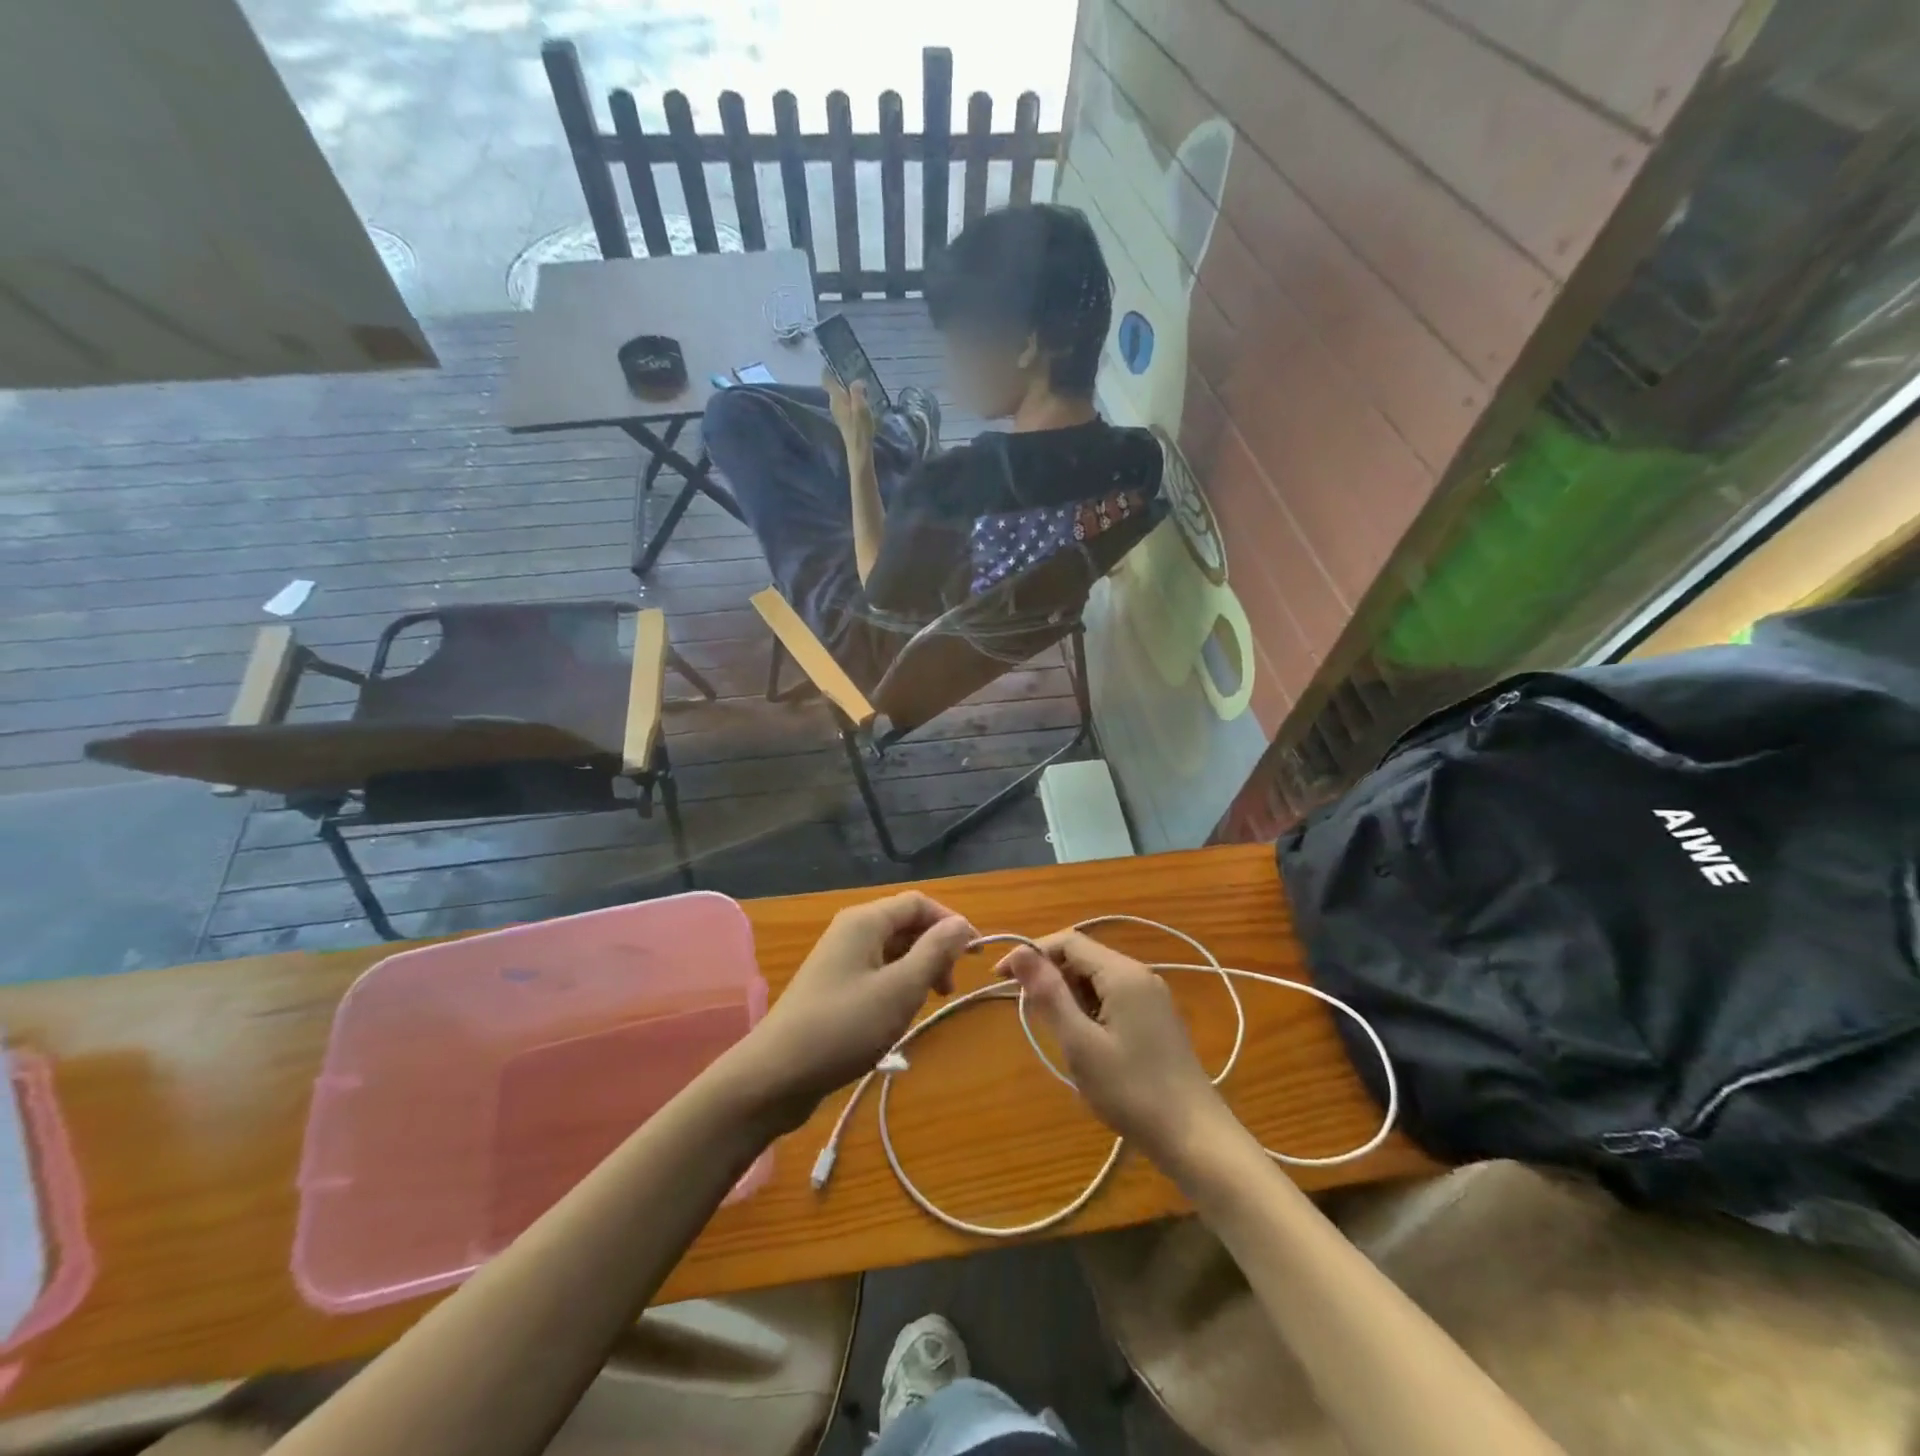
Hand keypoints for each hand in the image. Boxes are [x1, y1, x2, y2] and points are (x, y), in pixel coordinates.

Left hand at [731, 892, 974, 1128]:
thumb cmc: (843, 1027)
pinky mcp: (833, 987)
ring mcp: (839, 960)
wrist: (775, 1075)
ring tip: (929, 1004)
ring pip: (892, 951)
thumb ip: (934, 952)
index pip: (919, 903)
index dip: (950, 923)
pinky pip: (876, 973)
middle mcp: (851, 931)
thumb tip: (962, 924)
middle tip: (949, 989)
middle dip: (935, 949)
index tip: (974, 956)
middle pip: (905, 925)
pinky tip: (900, 1015)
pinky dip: (897, 986)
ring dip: (918, 971)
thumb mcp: (899, 990)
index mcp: (865, 922)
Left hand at [824, 369, 876, 459]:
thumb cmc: (860, 428)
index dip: (829, 368)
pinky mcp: (844, 420)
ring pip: (840, 395)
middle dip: (840, 377)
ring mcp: (838, 413)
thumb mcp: (860, 406)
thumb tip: (856, 381)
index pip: (827, 378)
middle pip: (834, 386)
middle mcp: (834, 403)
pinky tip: (859, 398)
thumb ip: (857, 391)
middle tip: (851, 368)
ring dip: (846, 388)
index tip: (834, 359)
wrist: (859, 450)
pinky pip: (845, 403)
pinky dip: (850, 398)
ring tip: (858, 382)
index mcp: (836, 398)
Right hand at [999, 932, 1231, 1164]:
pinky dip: (1089, 1007)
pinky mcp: (1156, 1016)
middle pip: (1083, 956)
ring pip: (1097, 977)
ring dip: (1069, 994)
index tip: (1000, 979)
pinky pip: (1112, 995)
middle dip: (1050, 976)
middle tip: (1029, 1013)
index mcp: (1123, 973)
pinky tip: (1085, 1039)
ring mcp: (1152, 995)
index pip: (1067, 942)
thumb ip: (1049, 994)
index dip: (1031, 953)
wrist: (1194, 1137)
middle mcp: (1140, 973)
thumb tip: (1019, 952)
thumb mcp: (1080, 1043)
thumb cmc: (1131, 1091)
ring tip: (1057, 1032)